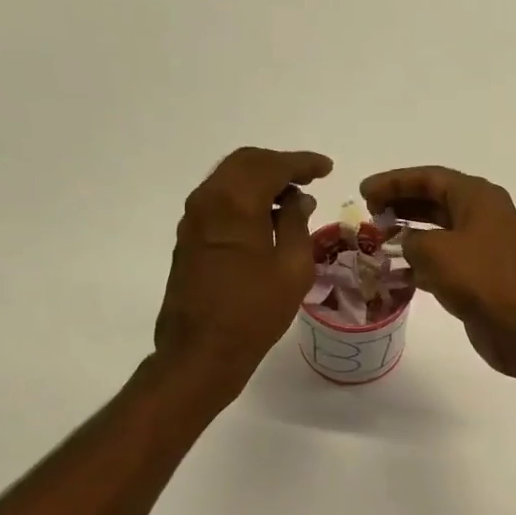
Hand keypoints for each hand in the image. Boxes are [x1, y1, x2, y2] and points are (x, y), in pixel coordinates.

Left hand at [156, 147, 331, 388]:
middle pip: (245, 163)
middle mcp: (208, 201)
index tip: (326, 169)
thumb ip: (296, 224)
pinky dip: (244, 199)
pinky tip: (265, 220)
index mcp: (235, 203)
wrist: (201, 351)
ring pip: (228, 180)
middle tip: (309, 179)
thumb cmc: (254, 312)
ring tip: (291, 200)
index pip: (271, 165)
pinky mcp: (188, 239)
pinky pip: (218, 201)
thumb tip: (298, 200)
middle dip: (279, 166)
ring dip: (260, 181)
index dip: (302, 163)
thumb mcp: (291, 269)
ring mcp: (193, 220)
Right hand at [361, 165, 515, 378]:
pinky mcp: (484, 277)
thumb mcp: (435, 251)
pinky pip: (448, 261)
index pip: (429, 178)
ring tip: (379, 241)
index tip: (364, 191)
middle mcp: (486, 216)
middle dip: (401, 205)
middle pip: (436, 202)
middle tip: (370, 214)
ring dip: (410, 236)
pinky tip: (399, 274)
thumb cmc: (480, 279)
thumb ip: (410, 240)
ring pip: (442, 233)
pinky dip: (424, 264)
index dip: (394, 182)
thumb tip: (407, 244)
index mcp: (478, 197)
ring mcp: (487, 248)